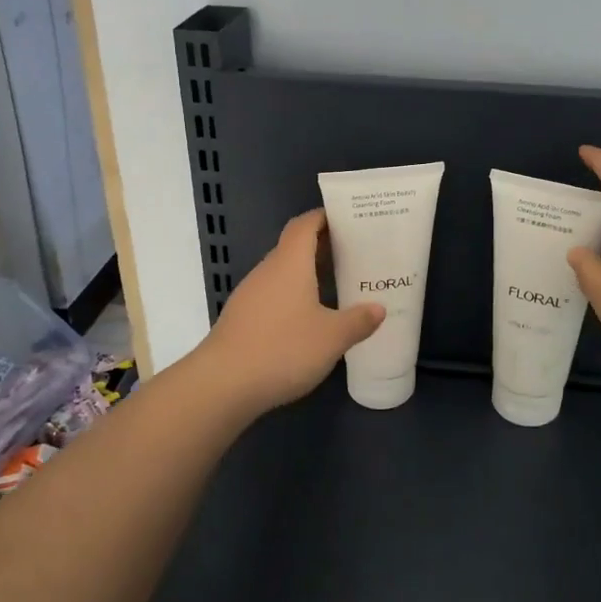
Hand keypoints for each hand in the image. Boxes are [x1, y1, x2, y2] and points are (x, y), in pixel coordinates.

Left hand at [188, 209, 384, 421]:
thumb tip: (378, 308)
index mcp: (289, 264)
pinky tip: (308, 318)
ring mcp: (250, 295)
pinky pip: (272, 295)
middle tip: (352, 253)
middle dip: (321, 246)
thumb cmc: (283, 349)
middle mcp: (267, 271)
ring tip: (335, 285)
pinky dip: (292, 296)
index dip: (324, 217)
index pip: (304, 225)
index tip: (347, 218)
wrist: (222, 384)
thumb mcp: (332, 338)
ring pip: (282, 273)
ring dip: (306, 273)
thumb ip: (358, 321)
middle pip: (293, 247)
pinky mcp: (241, 318)